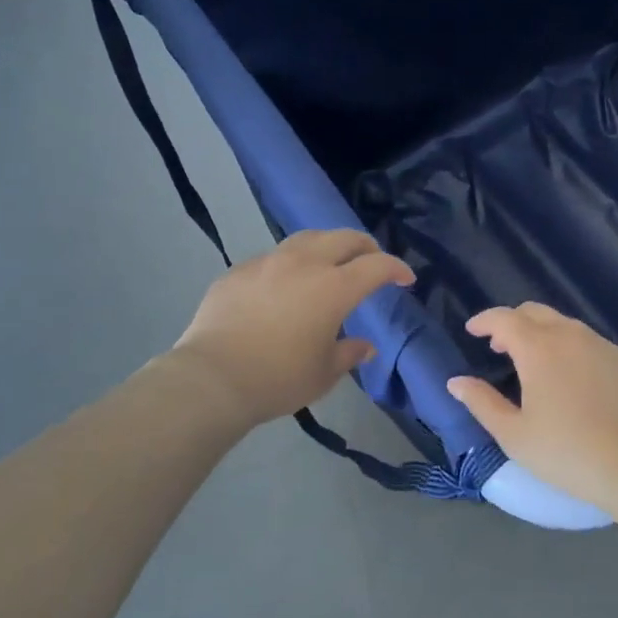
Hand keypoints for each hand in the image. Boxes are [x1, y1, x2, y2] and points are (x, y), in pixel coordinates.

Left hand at [167, 229, 414, 430]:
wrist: (212, 377)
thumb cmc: (278, 378)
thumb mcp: (323, 373)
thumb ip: (348, 353)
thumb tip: (364, 345)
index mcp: (334, 287)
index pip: (377, 265)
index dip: (396, 268)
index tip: (405, 279)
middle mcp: (305, 263)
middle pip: (344, 238)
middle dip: (365, 246)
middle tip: (371, 261)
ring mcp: (268, 262)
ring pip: (307, 238)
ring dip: (327, 246)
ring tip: (329, 263)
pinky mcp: (239, 270)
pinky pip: (273, 257)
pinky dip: (289, 264)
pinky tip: (283, 285)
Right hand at [445, 304, 617, 512]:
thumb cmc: (568, 452)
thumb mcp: (514, 435)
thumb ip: (482, 402)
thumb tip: (456, 381)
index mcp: (538, 348)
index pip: (504, 318)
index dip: (485, 320)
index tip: (472, 330)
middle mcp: (571, 336)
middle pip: (535, 312)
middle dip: (513, 322)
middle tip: (500, 347)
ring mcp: (603, 346)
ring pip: (566, 326)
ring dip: (544, 334)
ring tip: (536, 364)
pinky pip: (592, 344)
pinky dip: (573, 350)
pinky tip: (575, 381)